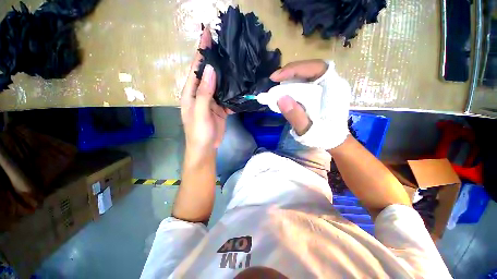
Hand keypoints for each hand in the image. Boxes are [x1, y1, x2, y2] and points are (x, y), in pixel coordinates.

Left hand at [181, 28, 229, 154]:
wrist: (206, 148)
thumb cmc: (198, 132)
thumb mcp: (199, 113)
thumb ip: (204, 93)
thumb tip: (210, 70)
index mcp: (191, 92)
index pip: (196, 68)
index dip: (201, 51)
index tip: (207, 33)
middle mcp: (201, 93)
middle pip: (208, 73)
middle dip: (215, 59)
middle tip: (226, 44)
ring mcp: (212, 100)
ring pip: (219, 84)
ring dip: (226, 74)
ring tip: (236, 60)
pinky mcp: (220, 107)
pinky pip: (227, 96)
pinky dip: (232, 91)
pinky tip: (240, 84)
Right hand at [270, 60, 350, 149]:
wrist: (333, 140)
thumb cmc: (323, 136)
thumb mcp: (307, 130)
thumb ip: (295, 116)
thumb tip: (280, 98)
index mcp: (334, 90)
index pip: (316, 68)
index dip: (295, 69)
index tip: (276, 77)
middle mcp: (332, 83)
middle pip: (310, 68)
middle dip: (290, 72)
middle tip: (274, 80)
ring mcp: (327, 86)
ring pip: (307, 73)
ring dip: (291, 78)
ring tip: (277, 86)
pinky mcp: (320, 91)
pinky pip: (306, 81)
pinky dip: (293, 84)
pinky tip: (285, 90)